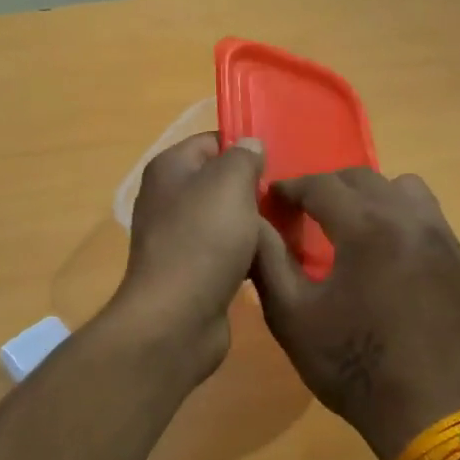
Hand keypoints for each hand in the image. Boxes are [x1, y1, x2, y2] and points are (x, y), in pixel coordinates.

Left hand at [113, 133, 267, 380]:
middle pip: (220, 182)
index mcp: (169, 169)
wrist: (177, 318)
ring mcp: (178, 238)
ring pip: (227, 219)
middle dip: (255, 189)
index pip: (212, 141)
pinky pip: (226, 252)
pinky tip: (273, 259)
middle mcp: (168, 199)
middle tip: (291, 197)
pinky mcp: (191, 272)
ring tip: (291, 227)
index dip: (245, 147)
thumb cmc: (203, 240)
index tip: (281, 162)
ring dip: (255, 225)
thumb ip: (243, 157)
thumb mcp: (230, 183)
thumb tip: (250, 146)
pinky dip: (247, 254)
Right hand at [252, 169, 459, 459]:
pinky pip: (430, 220)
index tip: (273, 197)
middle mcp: (410, 220)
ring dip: (373, 196)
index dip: (292, 187)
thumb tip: (252, 220)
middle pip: (364, 178)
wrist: (424, 412)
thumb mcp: (291, 316)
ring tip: (355, 227)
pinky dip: (403, 221)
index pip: (322, 185)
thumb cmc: (350, 365)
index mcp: (366, 228)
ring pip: (406, 189)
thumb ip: (267, 260)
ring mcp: (443, 239)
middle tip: (307, 210)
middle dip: (329, 187)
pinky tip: (390, 257)